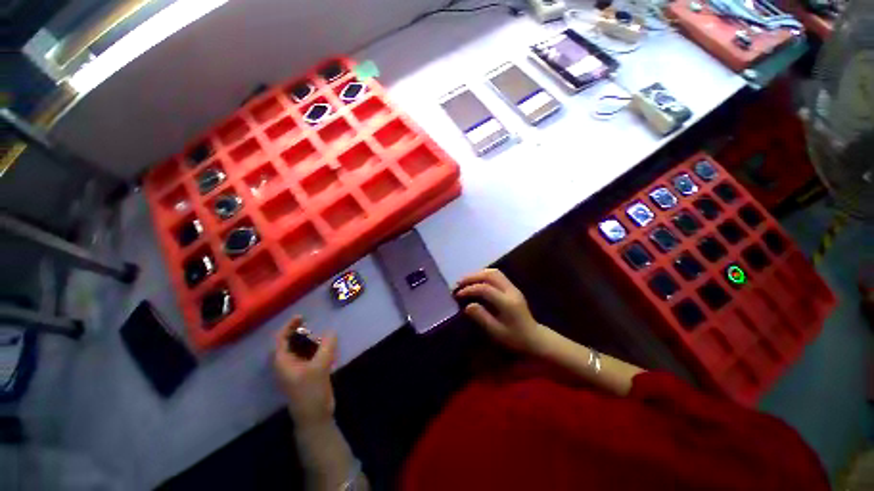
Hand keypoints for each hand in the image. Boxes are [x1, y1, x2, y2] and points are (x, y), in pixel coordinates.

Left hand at [273, 316, 337, 424]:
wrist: (315, 416)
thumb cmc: (311, 392)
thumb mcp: (320, 367)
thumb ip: (326, 347)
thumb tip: (332, 331)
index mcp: (283, 362)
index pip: (281, 339)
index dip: (289, 326)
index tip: (301, 316)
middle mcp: (287, 364)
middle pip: (290, 343)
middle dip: (301, 333)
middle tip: (314, 326)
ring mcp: (297, 369)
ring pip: (301, 349)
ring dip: (310, 340)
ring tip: (322, 336)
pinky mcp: (307, 373)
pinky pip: (309, 355)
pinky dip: (316, 348)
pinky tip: (327, 347)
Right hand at [455, 269, 548, 354]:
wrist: (534, 338)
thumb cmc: (514, 338)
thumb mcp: (496, 332)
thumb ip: (482, 318)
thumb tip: (467, 306)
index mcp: (507, 303)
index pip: (485, 289)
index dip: (470, 289)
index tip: (457, 294)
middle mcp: (511, 291)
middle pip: (490, 275)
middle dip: (473, 277)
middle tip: (459, 283)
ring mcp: (513, 287)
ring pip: (494, 272)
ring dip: (478, 274)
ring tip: (466, 281)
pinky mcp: (512, 287)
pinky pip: (497, 275)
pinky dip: (484, 275)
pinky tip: (476, 281)